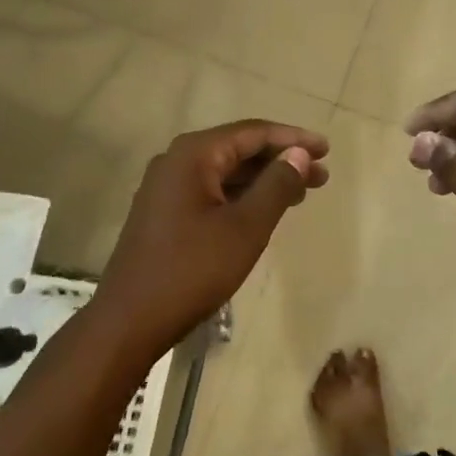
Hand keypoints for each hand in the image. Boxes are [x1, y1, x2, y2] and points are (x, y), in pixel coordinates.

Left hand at [95, 119, 329, 353]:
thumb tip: (300, 154)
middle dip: (282, 160)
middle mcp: (177, 161)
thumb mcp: (245, 227)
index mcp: (193, 155)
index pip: (253, 133)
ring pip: (226, 171)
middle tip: (321, 175)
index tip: (326, 149)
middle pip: (239, 149)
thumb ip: (276, 185)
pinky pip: (212, 190)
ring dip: (264, 179)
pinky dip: (243, 196)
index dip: (293, 139)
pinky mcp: (165, 212)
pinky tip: (265, 210)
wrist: (128, 322)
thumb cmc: (191, 270)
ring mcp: (167, 187)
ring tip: (302, 193)